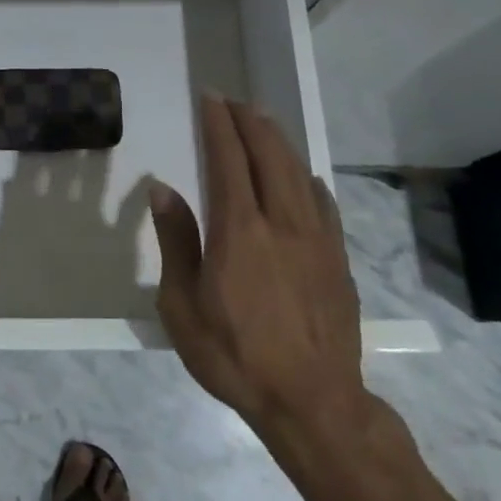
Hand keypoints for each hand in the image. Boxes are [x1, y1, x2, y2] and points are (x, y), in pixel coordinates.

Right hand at [151, 95, 367, 439]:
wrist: (313, 402)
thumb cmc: (235, 355)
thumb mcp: (182, 306)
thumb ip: (176, 241)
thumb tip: (163, 188)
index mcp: (239, 230)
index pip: (228, 160)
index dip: (218, 125)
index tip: (209, 98)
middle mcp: (281, 222)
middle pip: (268, 155)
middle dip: (250, 121)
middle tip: (233, 102)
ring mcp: (316, 239)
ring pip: (298, 173)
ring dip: (278, 141)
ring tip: (263, 121)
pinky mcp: (337, 259)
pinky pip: (323, 203)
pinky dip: (307, 178)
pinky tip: (302, 176)